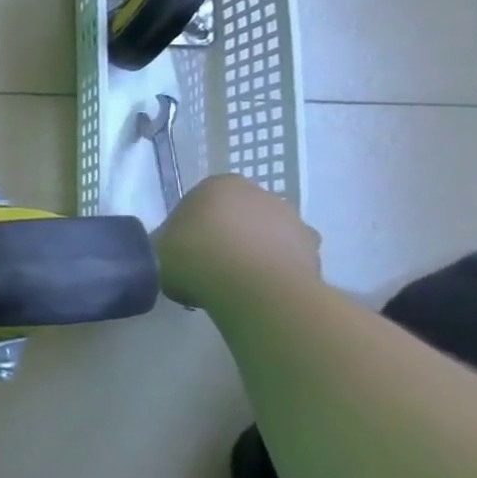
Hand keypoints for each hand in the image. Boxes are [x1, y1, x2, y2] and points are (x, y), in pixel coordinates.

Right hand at [153, 174, 321, 309]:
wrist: (254, 290)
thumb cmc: (196, 257)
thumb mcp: (160, 247)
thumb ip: (168, 241)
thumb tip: (175, 248)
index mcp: (219, 184)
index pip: (202, 201)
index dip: (192, 226)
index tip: (185, 248)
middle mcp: (261, 194)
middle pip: (240, 215)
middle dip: (229, 234)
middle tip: (211, 264)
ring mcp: (294, 223)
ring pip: (267, 236)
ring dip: (255, 252)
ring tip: (237, 284)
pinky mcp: (316, 254)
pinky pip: (287, 261)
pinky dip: (276, 272)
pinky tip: (258, 292)